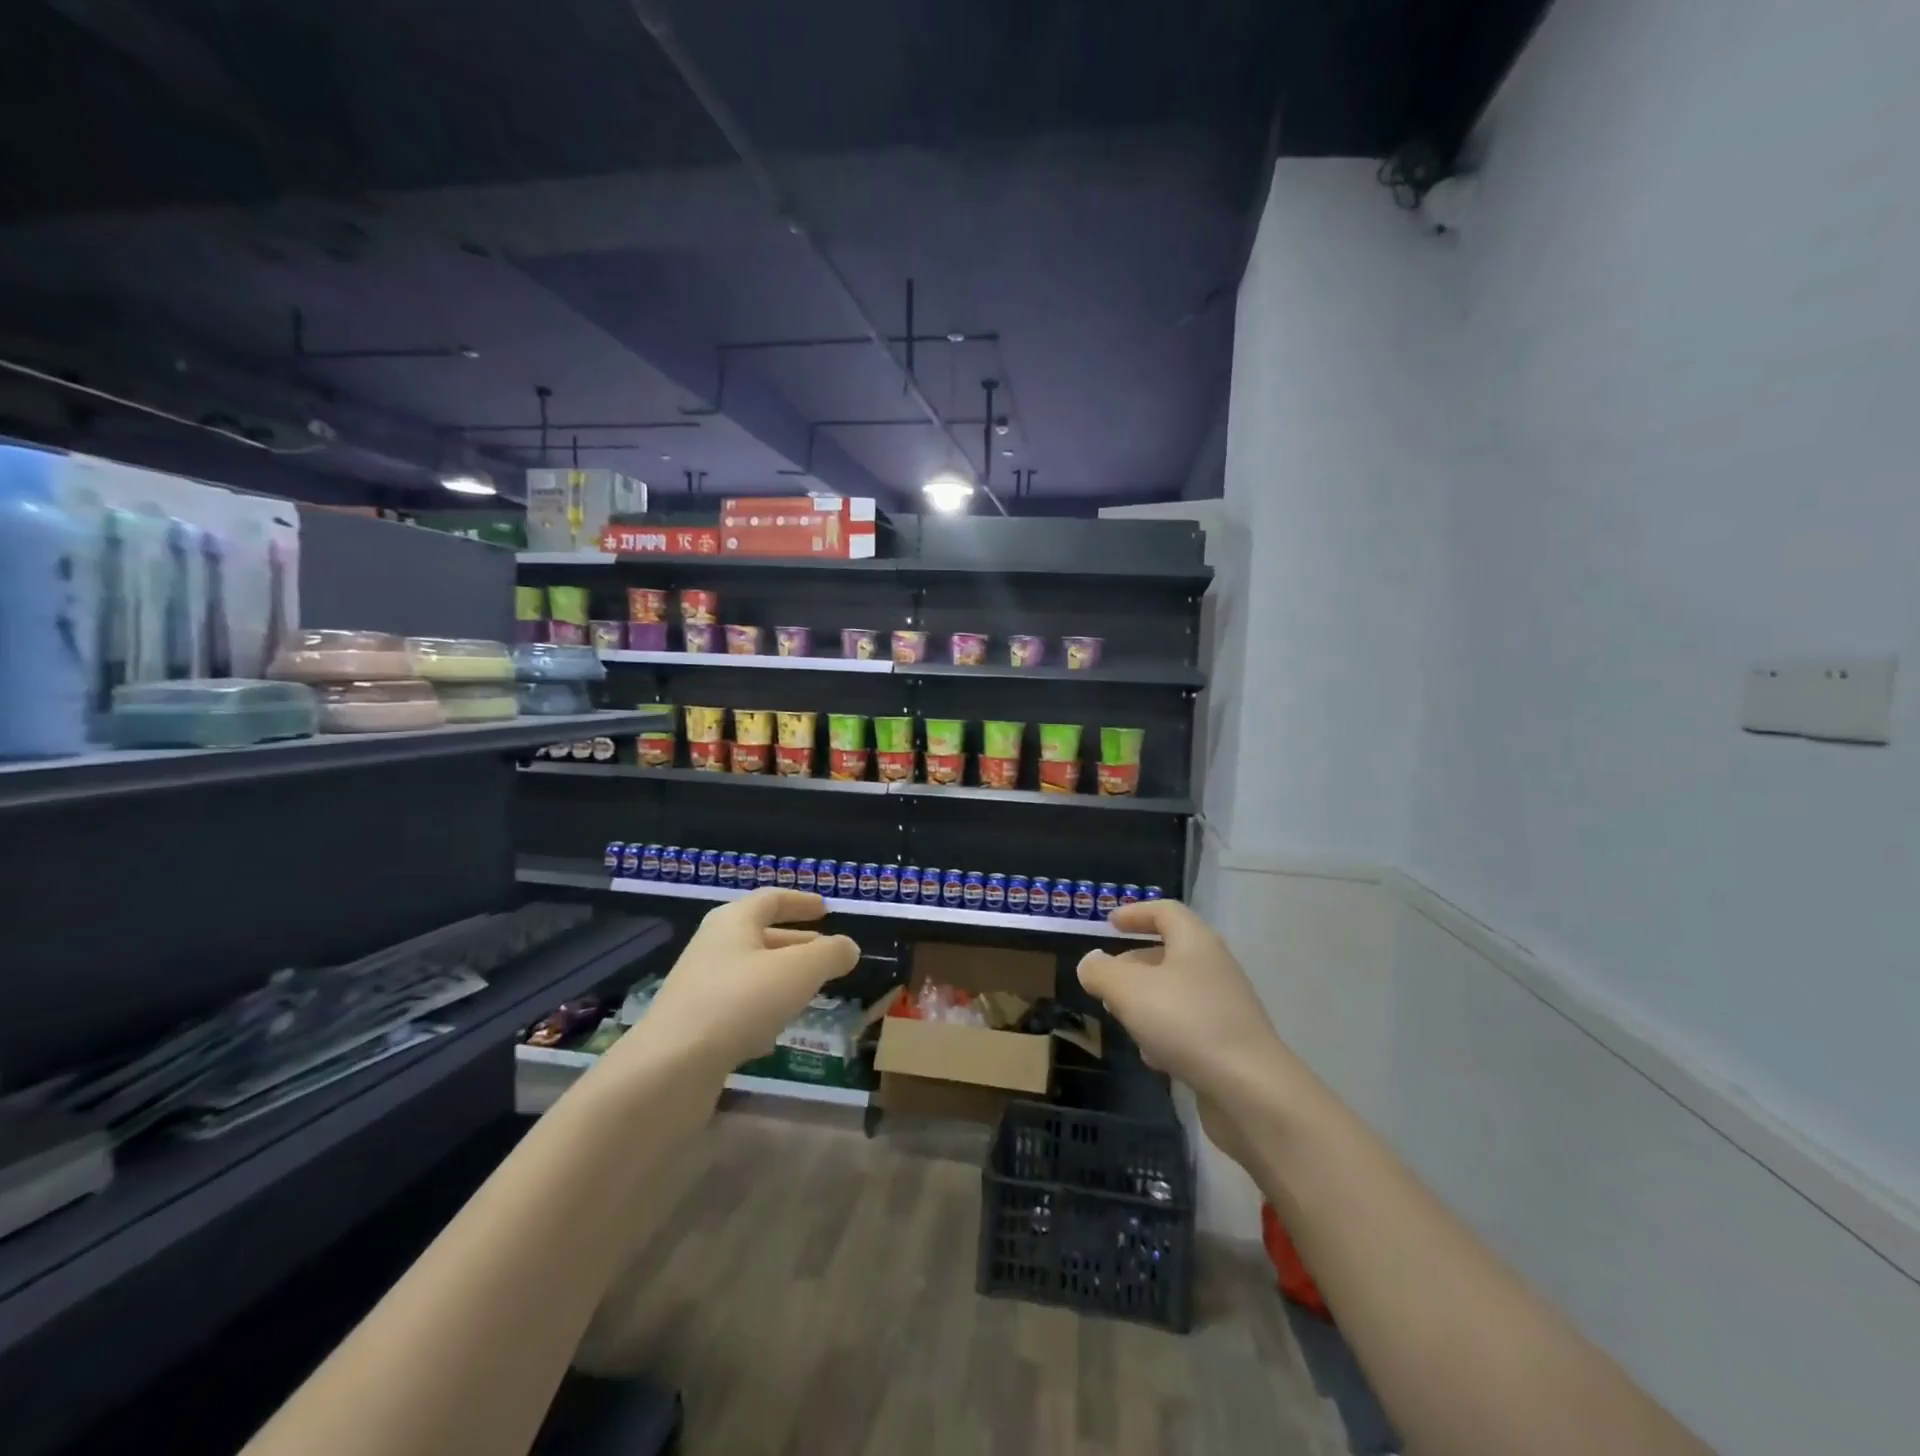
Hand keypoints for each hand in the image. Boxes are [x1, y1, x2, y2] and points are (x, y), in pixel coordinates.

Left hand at [610, 889, 858, 1080]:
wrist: (669, 1069)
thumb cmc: (740, 1002)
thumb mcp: (800, 970)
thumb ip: (830, 954)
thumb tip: (848, 947)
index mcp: (734, 921)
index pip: (772, 899)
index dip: (801, 902)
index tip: (826, 908)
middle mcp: (714, 947)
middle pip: (761, 936)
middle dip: (797, 943)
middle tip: (827, 954)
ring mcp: (701, 988)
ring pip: (751, 974)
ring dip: (782, 979)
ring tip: (812, 992)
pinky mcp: (695, 1027)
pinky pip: (738, 1008)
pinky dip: (763, 1011)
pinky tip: (778, 1032)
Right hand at [1076, 898, 1285, 1108]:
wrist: (1251, 1091)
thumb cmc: (1186, 1023)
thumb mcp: (1128, 990)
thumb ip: (1102, 971)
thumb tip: (1091, 962)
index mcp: (1195, 942)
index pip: (1165, 911)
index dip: (1135, 913)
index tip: (1109, 923)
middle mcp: (1214, 967)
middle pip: (1169, 952)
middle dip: (1133, 964)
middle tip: (1106, 981)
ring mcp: (1226, 1006)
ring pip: (1176, 991)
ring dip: (1146, 1000)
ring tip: (1121, 1018)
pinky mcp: (1230, 1042)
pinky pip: (1189, 1025)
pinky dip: (1166, 1032)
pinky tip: (1152, 1057)